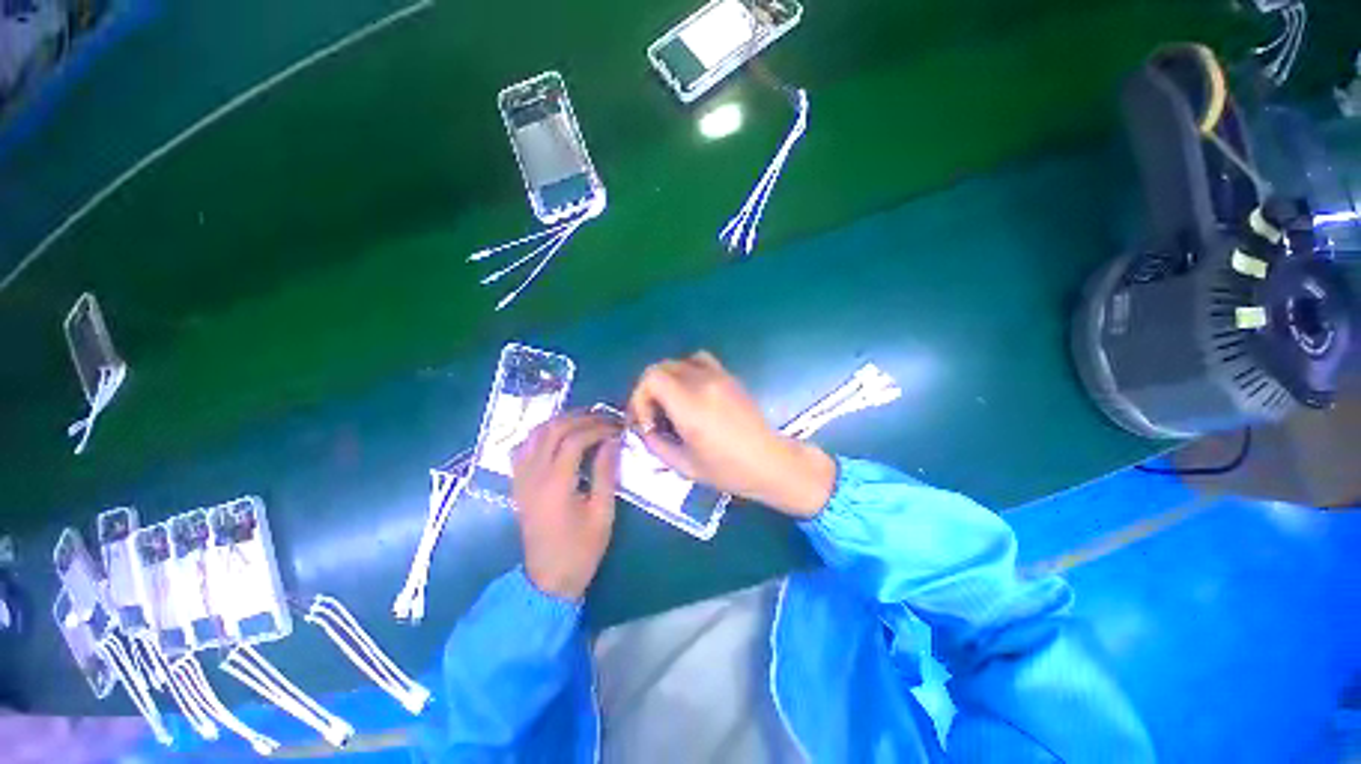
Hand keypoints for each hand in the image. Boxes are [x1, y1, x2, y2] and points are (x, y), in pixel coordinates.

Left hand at [512, 412, 622, 599]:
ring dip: (560, 421)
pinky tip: (557, 437)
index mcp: (556, 484)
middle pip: (553, 430)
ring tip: (585, 421)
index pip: (575, 439)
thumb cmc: (581, 549)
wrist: (548, 580)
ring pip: (535, 434)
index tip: (618, 428)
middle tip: (605, 418)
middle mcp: (533, 475)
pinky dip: (541, 435)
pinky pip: (523, 448)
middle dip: (581, 418)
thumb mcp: (602, 512)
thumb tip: (613, 441)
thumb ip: (606, 473)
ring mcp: (521, 479)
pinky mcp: (518, 484)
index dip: (598, 428)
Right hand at [626, 352, 835, 517]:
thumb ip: (656, 445)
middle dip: (648, 391)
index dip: (639, 398)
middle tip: (654, 417)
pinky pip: (700, 360)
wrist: (770, 461)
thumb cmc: (729, 470)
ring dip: (667, 379)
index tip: (648, 424)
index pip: (651, 378)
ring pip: (679, 361)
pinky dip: (687, 370)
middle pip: (661, 367)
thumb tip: (646, 430)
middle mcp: (702, 382)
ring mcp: (718, 376)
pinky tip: (691, 393)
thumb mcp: (685, 466)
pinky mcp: (729, 376)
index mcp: (690, 405)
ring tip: (670, 403)